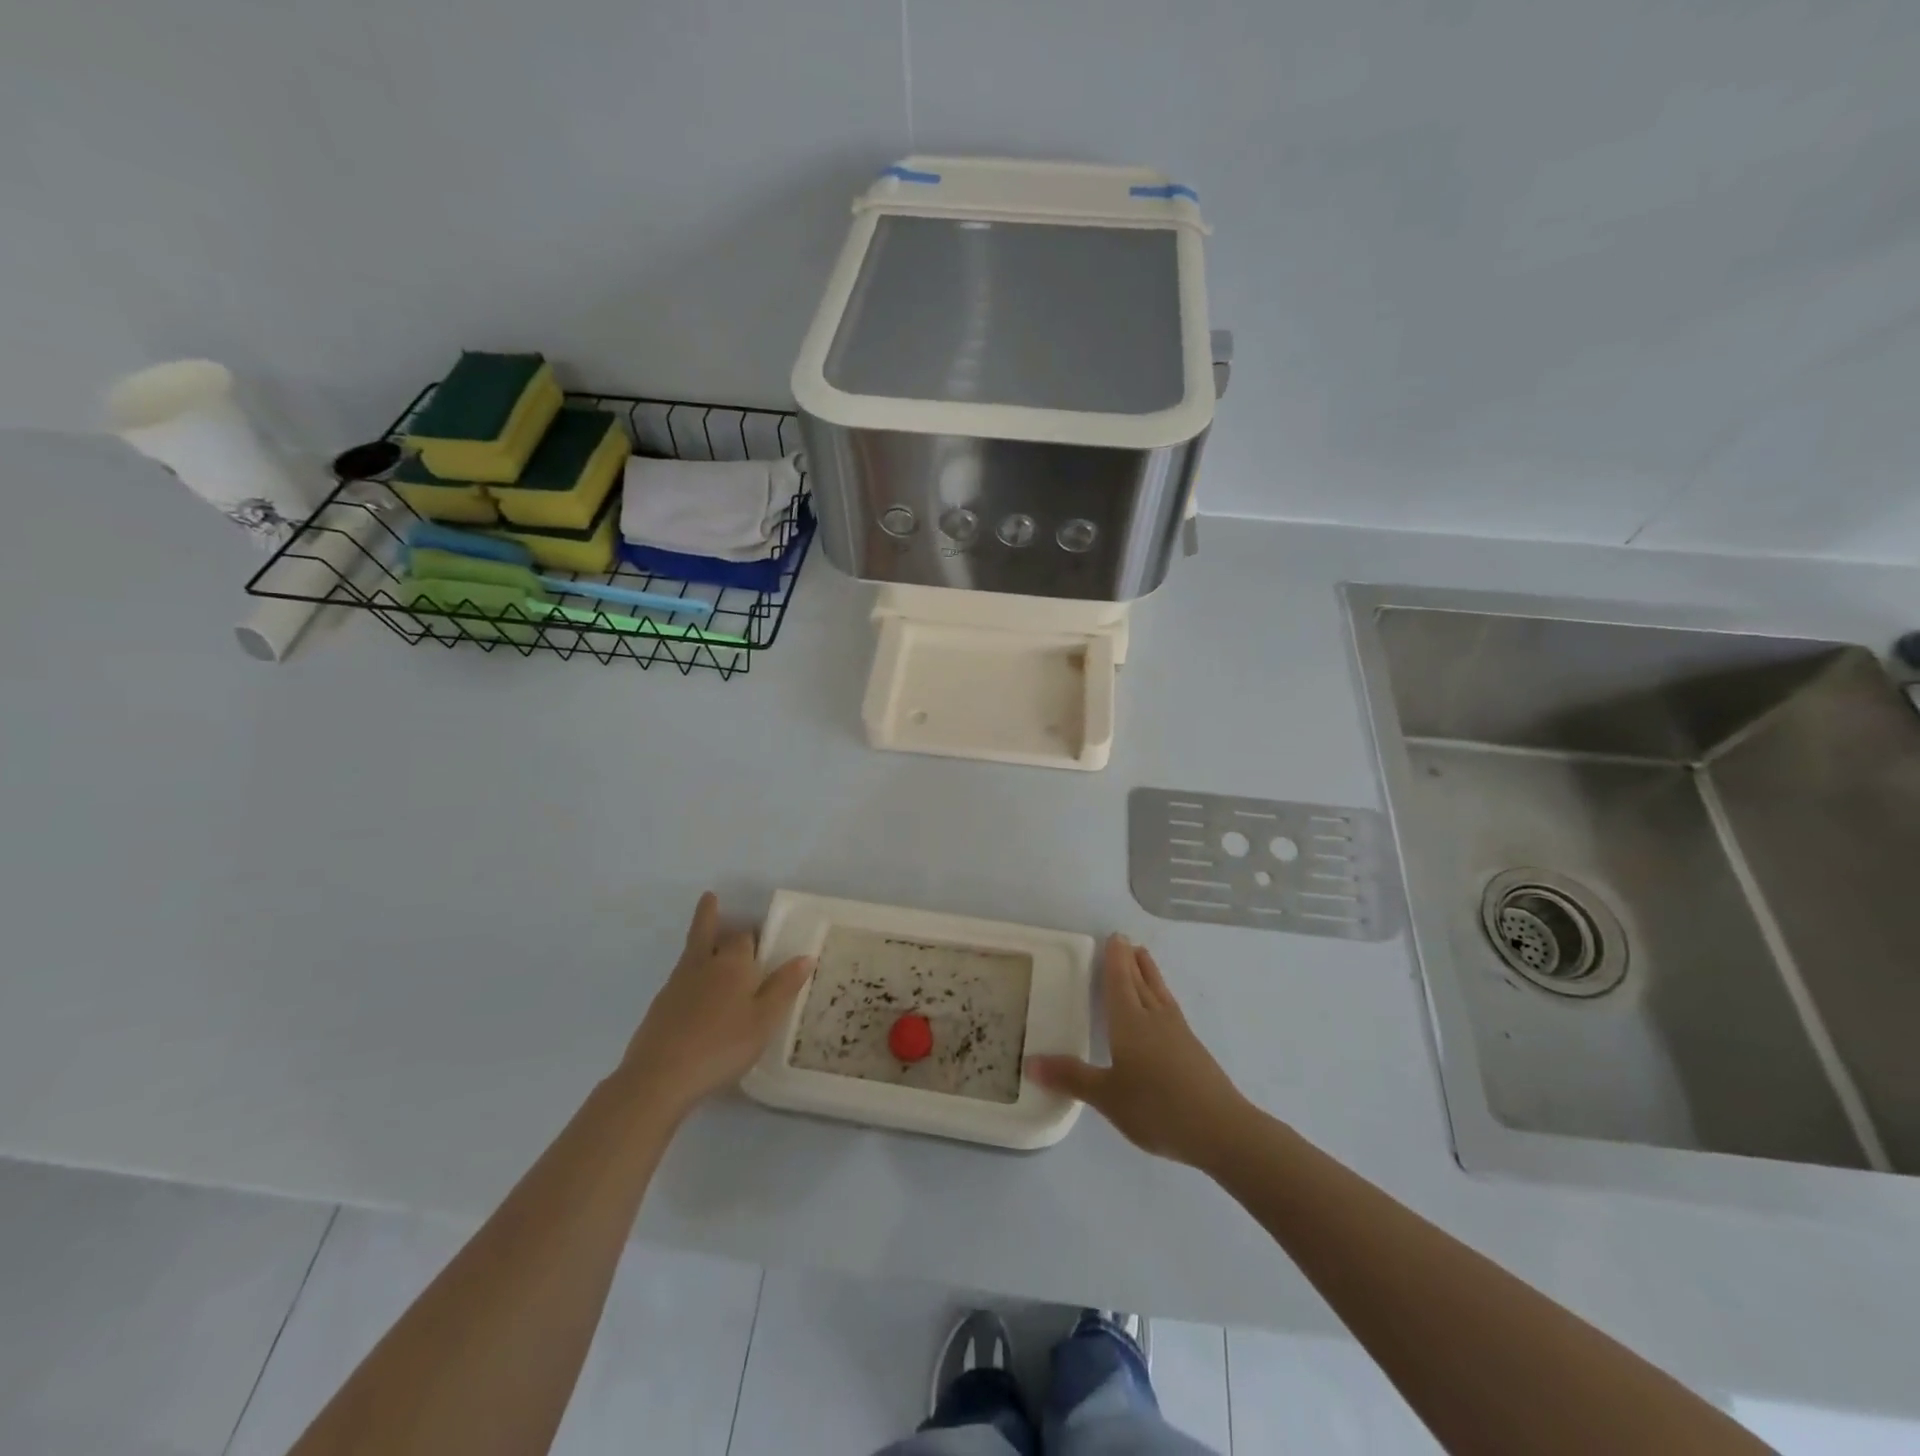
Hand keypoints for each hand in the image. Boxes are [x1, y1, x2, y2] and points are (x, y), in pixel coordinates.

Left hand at [619, 892, 813, 1118]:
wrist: (660, 1076)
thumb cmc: (723, 1046)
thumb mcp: (765, 1020)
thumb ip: (784, 987)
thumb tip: (805, 956)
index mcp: (733, 964)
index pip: (745, 937)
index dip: (754, 935)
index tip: (762, 936)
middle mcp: (703, 965)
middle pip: (706, 931)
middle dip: (709, 914)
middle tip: (710, 898)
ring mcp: (677, 984)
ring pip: (691, 952)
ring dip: (700, 941)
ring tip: (709, 942)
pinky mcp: (660, 1006)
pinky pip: (681, 978)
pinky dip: (691, 974)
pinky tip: (697, 993)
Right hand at [1027, 934, 1249, 1167]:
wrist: (1220, 1129)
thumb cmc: (1157, 1108)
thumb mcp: (1107, 1096)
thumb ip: (1071, 1078)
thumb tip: (1030, 1062)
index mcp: (1130, 1022)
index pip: (1120, 981)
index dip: (1115, 959)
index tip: (1114, 937)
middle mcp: (1154, 1019)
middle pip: (1141, 981)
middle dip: (1131, 961)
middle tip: (1124, 941)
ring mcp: (1178, 1033)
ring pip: (1159, 993)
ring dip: (1149, 973)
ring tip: (1143, 958)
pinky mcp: (1193, 1050)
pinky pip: (1170, 1009)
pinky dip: (1161, 996)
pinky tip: (1162, 1009)